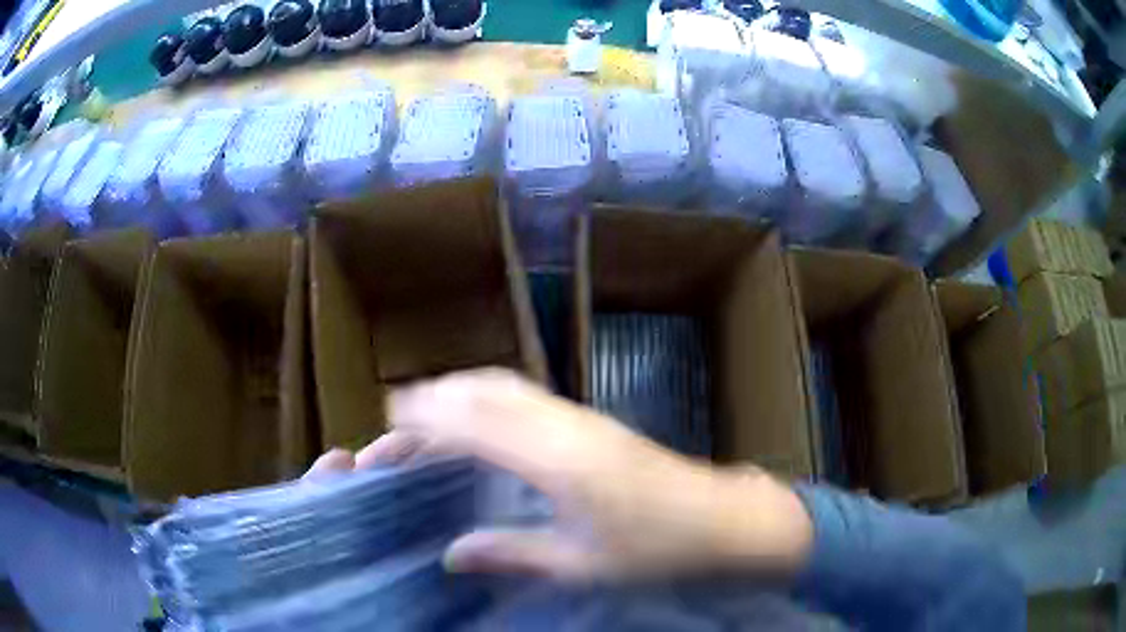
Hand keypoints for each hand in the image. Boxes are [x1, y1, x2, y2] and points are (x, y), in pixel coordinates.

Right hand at [307, 368, 812, 582]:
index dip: (429, 416)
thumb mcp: (581, 565)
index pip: (477, 426)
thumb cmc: (656, 549)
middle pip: (488, 392)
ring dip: (463, 390)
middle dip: (437, 396)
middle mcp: (566, 428)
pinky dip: (491, 395)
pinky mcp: (593, 420)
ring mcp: (582, 417)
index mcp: (559, 463)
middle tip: (399, 416)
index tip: (391, 416)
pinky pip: (528, 394)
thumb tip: (452, 554)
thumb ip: (512, 555)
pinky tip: (482, 418)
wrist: (721, 519)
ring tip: (429, 411)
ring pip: (508, 386)